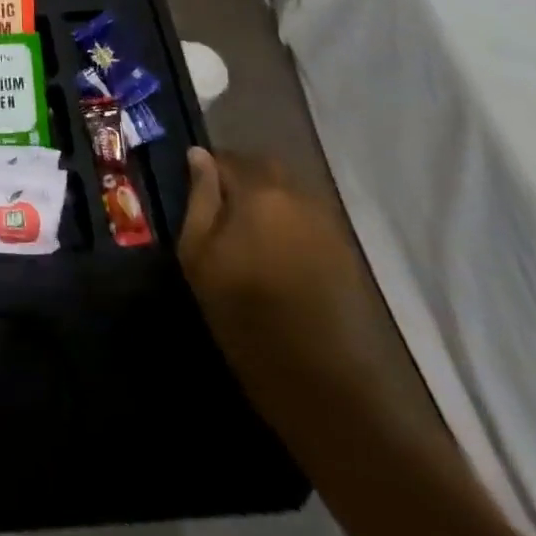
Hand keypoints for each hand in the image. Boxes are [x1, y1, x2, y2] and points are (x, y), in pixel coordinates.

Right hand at [177, 148, 388, 420]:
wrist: (321, 380)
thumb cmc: (245, 314)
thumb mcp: (199, 255)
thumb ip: (200, 198)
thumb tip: (198, 155)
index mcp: (259, 192)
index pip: (227, 158)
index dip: (206, 169)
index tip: (192, 188)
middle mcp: (298, 196)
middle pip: (264, 169)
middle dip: (240, 179)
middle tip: (218, 209)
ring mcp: (326, 222)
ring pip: (287, 193)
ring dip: (265, 201)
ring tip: (245, 233)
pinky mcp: (343, 249)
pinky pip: (306, 217)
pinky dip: (286, 223)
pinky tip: (274, 253)